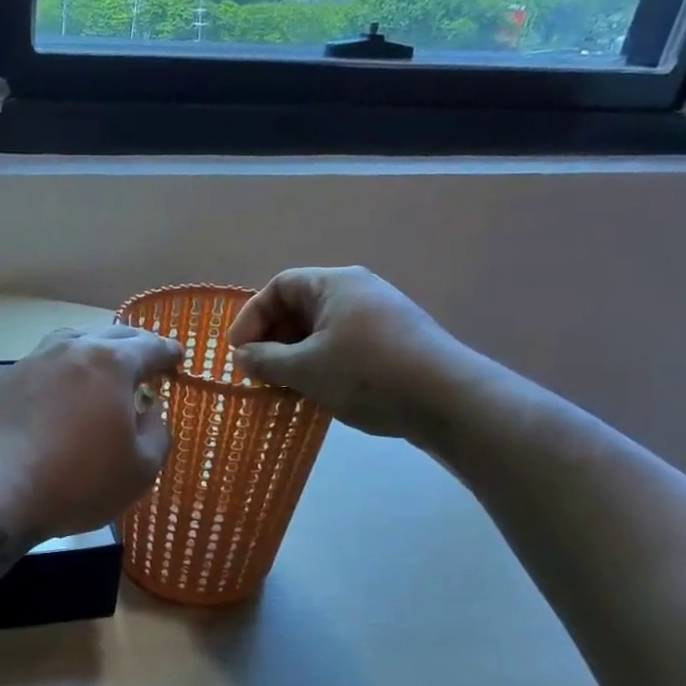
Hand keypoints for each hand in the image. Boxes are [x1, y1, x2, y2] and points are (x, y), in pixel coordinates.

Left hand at [0, 325, 182, 538]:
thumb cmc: (77, 481)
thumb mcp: (140, 469)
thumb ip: (157, 433)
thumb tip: (150, 411)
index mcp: (111, 362)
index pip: (150, 346)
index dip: (168, 353)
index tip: (177, 359)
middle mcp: (70, 350)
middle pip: (110, 336)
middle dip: (133, 346)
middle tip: (144, 361)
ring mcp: (30, 363)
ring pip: (69, 344)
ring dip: (91, 352)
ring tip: (99, 370)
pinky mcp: (0, 384)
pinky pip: (40, 369)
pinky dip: (57, 375)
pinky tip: (55, 397)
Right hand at [227, 267, 485, 442]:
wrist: (448, 400)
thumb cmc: (367, 374)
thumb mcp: (305, 369)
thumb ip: (265, 361)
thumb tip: (242, 357)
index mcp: (335, 284)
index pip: (279, 287)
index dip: (252, 317)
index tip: (237, 352)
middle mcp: (358, 292)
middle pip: (300, 307)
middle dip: (272, 339)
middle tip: (256, 372)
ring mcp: (379, 317)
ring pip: (321, 330)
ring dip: (294, 356)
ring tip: (282, 386)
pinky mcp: (393, 343)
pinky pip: (343, 345)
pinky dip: (320, 364)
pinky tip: (315, 392)